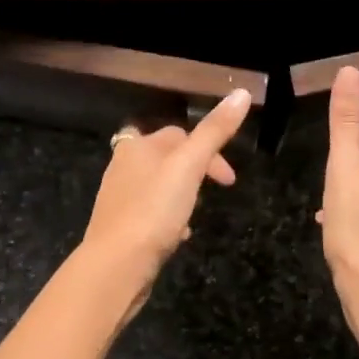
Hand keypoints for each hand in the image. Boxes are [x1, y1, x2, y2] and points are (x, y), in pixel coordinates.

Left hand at [79, 89, 252, 293]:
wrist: (116, 265)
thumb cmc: (154, 210)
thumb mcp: (190, 166)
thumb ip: (214, 131)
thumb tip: (242, 93)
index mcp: (137, 146)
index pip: (179, 134)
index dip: (209, 150)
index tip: (229, 180)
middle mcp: (123, 166)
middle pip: (167, 158)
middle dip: (194, 171)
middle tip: (215, 192)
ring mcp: (118, 197)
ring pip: (158, 186)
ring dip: (181, 195)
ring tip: (196, 214)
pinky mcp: (119, 226)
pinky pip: (150, 213)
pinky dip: (167, 218)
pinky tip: (177, 235)